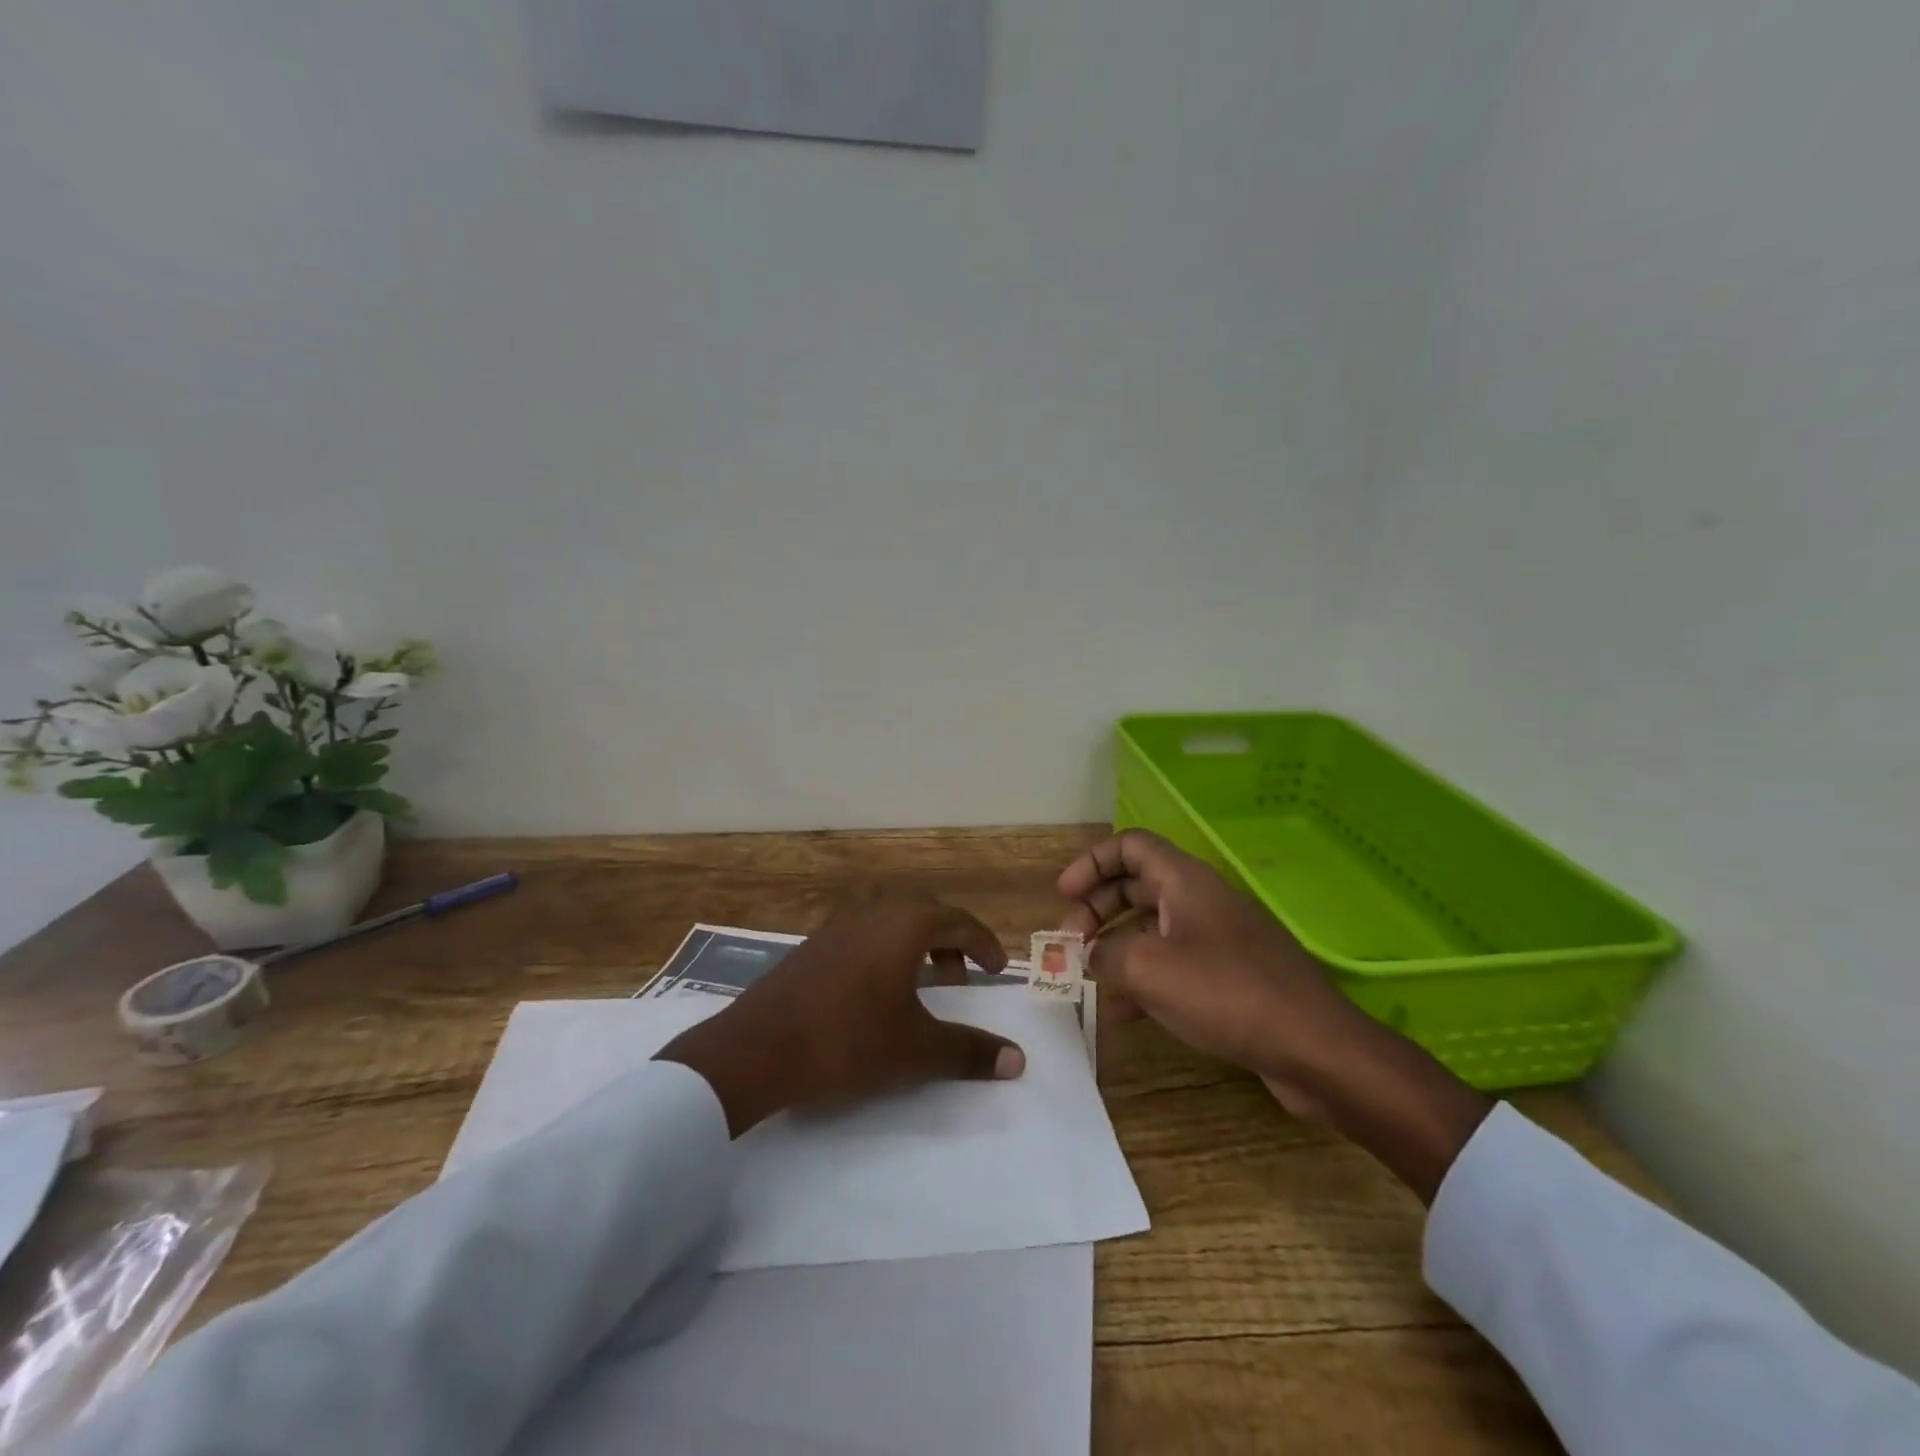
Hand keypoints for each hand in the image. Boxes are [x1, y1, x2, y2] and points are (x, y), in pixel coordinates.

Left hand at [655, 890, 1024, 1136]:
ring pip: (891, 915)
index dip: (984, 944)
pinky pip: (864, 928)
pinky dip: (885, 945)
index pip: (959, 921)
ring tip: (922, 980)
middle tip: (960, 976)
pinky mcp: (813, 941)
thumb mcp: (915, 1050)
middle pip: (925, 909)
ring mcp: (838, 922)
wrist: (758, 1048)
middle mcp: (874, 910)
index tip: (998, 970)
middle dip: (950, 937)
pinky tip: (877, 986)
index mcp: (904, 923)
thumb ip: (969, 1052)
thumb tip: (1018, 1060)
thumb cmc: (847, 1040)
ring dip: (915, 939)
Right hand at [1059, 831, 1491, 1201]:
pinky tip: (1122, 1014)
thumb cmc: (1227, 993)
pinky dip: (1143, 979)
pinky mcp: (1229, 976)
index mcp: (1184, 881)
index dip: (1091, 863)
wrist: (1315, 1048)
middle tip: (1069, 942)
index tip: (1063, 895)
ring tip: (1088, 980)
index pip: (1129, 846)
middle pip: (1135, 886)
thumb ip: (1105, 953)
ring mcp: (1217, 938)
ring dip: (1116, 948)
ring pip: (1152, 928)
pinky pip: (1173, 964)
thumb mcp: (1149, 969)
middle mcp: (1200, 900)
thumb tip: (1090, 954)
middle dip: (1096, 909)